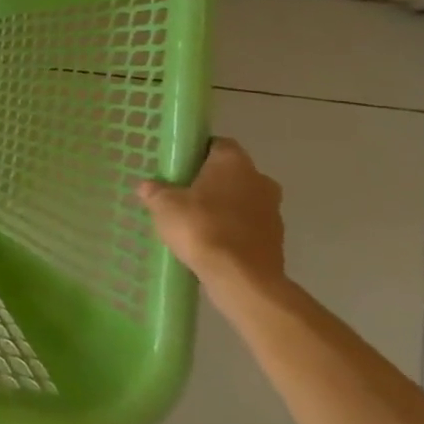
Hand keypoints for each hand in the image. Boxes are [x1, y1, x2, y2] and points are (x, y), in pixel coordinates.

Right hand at [136, 138, 284, 293]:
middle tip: (183, 194)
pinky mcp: (276, 239)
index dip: (197, 153)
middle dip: (210, 182)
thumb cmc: (201, 228)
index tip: (179, 167)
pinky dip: (232, 230)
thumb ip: (155, 191)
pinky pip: (248, 225)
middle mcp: (260, 179)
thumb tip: (148, 186)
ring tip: (194, 222)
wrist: (242, 279)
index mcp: (234, 162)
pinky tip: (210, 242)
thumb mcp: (163, 205)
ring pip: (242, 200)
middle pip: (231, 173)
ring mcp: (273, 211)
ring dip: (223, 207)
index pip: (217, 144)